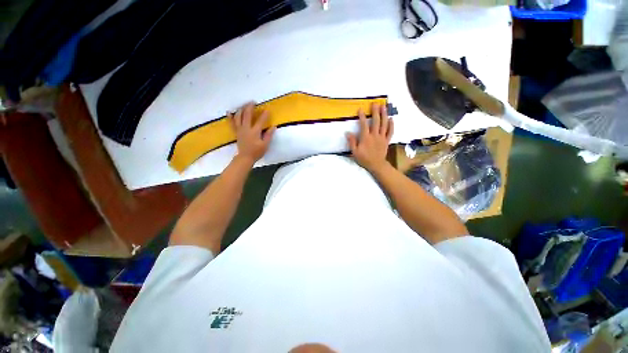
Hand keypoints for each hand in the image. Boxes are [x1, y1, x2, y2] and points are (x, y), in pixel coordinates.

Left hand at [229, 102, 275, 164]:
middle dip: (250, 107)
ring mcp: (240, 130)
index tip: (267, 110)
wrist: (245, 157)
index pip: (260, 121)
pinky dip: (230, 117)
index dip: (264, 115)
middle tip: (253, 102)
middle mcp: (246, 128)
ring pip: (239, 116)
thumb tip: (273, 127)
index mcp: (255, 132)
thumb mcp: (265, 145)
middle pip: (247, 115)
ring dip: (241, 109)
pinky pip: (232, 123)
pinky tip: (229, 112)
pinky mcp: (236, 132)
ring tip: (244, 105)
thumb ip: (269, 135)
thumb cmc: (257, 152)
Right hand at [346, 103, 393, 172]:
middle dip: (375, 111)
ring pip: (384, 124)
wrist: (376, 165)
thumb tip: (347, 133)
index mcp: (366, 138)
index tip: (360, 109)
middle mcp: (374, 135)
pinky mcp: (387, 140)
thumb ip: (352, 142)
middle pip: (376, 121)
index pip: (364, 125)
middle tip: (375, 103)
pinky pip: (390, 131)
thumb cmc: (364, 159)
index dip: (362, 116)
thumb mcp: (355, 152)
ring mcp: (382, 137)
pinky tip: (391, 119)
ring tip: (384, 106)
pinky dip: (391, 125)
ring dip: (384, 115)